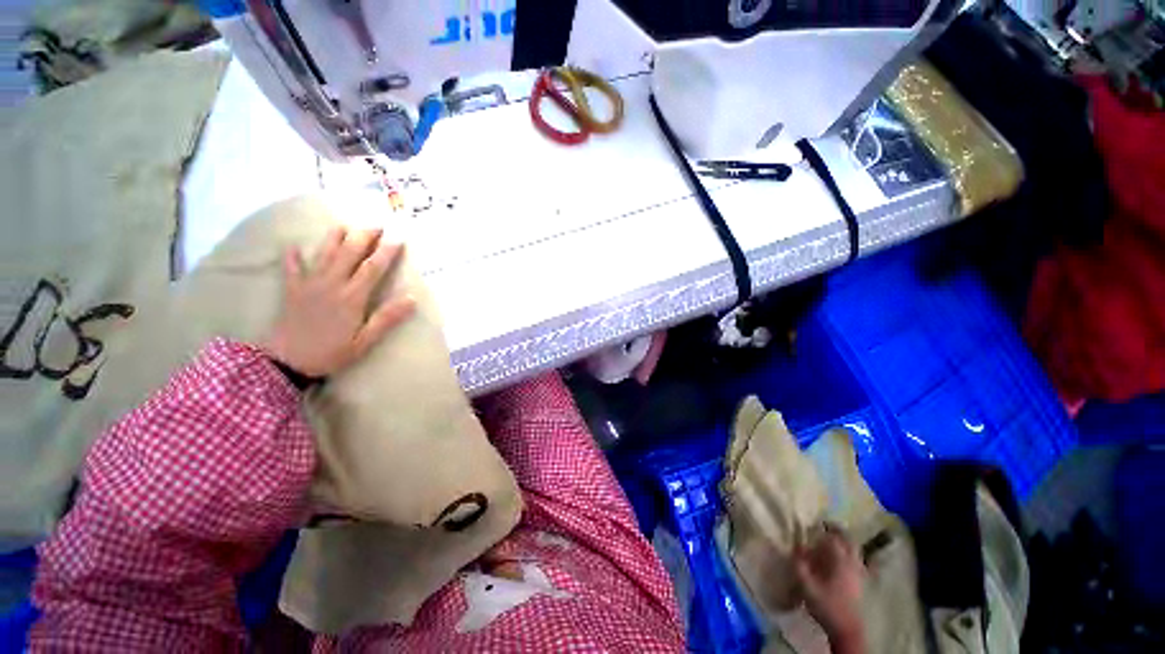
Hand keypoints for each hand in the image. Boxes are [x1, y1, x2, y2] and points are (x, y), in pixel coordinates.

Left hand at [262, 226, 415, 377]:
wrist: (287, 362)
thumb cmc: (331, 353)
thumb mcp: (365, 341)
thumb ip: (386, 318)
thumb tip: (411, 298)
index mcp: (352, 297)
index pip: (373, 268)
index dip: (387, 251)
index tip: (398, 238)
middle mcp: (331, 284)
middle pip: (349, 253)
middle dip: (364, 237)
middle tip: (377, 224)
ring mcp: (309, 284)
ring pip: (323, 254)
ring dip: (335, 238)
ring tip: (345, 225)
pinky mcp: (292, 290)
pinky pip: (292, 268)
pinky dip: (293, 256)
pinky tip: (293, 246)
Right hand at [794, 528, 865, 648]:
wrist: (846, 630)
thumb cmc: (826, 605)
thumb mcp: (806, 586)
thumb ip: (799, 564)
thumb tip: (795, 546)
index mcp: (839, 561)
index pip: (832, 537)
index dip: (822, 529)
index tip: (812, 524)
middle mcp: (851, 563)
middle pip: (849, 541)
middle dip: (838, 531)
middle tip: (826, 525)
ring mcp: (858, 573)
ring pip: (855, 550)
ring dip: (845, 542)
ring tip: (833, 539)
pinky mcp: (860, 582)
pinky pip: (857, 561)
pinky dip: (850, 554)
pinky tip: (841, 559)